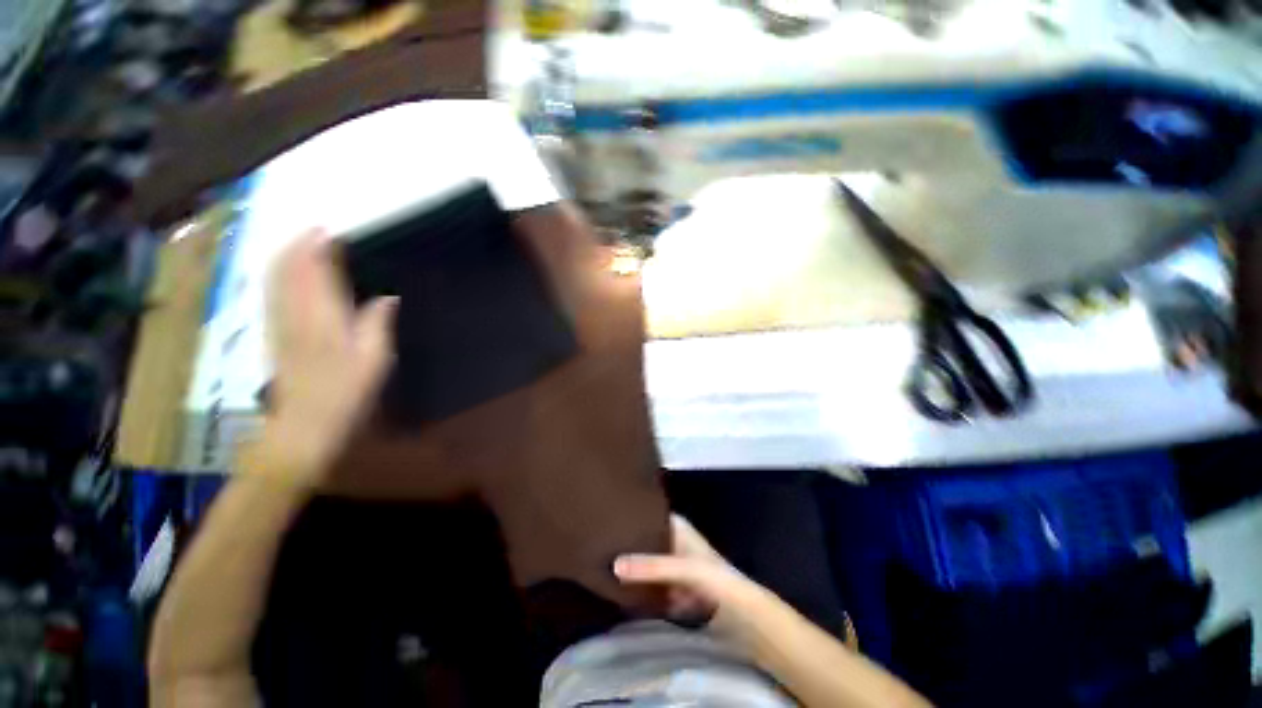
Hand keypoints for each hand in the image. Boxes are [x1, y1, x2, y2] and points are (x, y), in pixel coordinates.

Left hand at [258, 231, 397, 483]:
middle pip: (286, 270)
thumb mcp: (375, 360)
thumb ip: (378, 324)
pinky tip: (285, 276)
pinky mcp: (274, 337)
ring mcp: (279, 325)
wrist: (305, 427)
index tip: (330, 230)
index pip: (314, 271)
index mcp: (322, 318)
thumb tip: (387, 296)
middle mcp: (294, 315)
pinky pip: (271, 296)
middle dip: (297, 245)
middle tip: (315, 230)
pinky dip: (277, 277)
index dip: (318, 247)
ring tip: (300, 244)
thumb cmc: (347, 393)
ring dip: (284, 258)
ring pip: (274, 280)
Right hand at [614, 515, 768, 639]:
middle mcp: (675, 543)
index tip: (610, 514)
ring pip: (650, 563)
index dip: (633, 513)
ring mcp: (676, 567)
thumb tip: (614, 564)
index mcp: (678, 528)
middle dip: (629, 543)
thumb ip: (650, 567)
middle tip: (602, 544)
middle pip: (647, 539)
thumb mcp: (681, 568)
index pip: (651, 512)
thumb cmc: (714, 578)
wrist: (742, 614)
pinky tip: (623, 591)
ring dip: (635, 567)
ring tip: (605, 565)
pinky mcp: (677, 589)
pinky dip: (643, 588)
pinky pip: (654, 585)